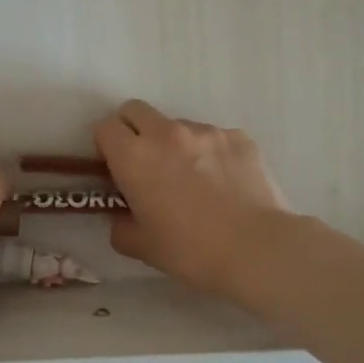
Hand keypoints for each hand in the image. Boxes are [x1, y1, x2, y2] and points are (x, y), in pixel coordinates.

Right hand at [93, 100, 289, 295]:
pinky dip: (210, 153)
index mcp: (135, 157)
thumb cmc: (192, 251)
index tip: (115, 168)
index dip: (106, 146)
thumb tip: (123, 216)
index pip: (105, 127)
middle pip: (135, 110)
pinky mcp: (237, 136)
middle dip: (133, 131)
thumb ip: (122, 226)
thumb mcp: (143, 247)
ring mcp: (205, 131)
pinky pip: (213, 137)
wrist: (258, 249)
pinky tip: (224, 184)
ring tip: (194, 181)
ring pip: (177, 125)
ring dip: (174, 144)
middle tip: (146, 164)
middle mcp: (166, 133)